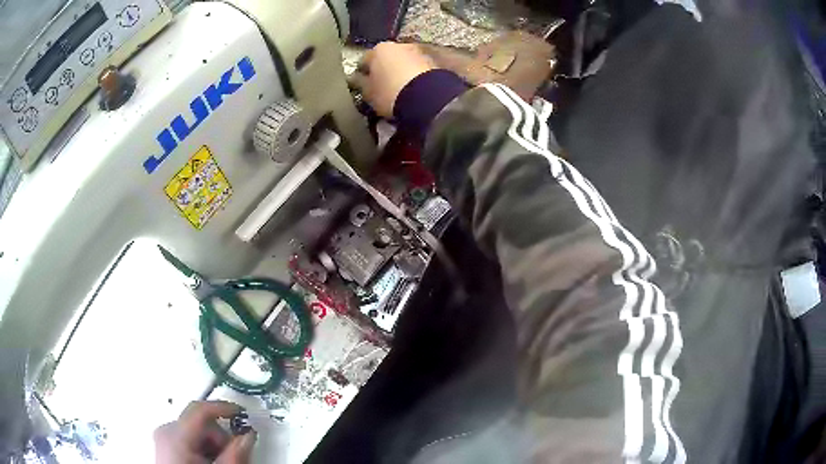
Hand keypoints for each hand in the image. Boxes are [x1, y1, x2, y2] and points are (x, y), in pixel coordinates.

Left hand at [154, 401, 256, 463]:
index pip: (199, 410)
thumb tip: (247, 435)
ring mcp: (162, 439)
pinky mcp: (164, 446)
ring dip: (212, 444)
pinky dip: (202, 448)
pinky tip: (208, 463)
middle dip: (220, 437)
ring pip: (195, 431)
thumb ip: (234, 454)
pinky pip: (187, 438)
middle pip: (200, 422)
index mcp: (175, 436)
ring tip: (219, 463)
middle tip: (232, 456)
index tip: (242, 413)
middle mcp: (165, 432)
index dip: (223, 408)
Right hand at [352, 42, 436, 117]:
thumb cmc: (390, 93)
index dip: (361, 74)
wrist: (427, 97)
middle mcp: (398, 45)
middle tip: (381, 88)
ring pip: (403, 62)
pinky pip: (417, 70)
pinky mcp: (434, 62)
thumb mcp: (368, 92)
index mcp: (378, 49)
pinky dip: (413, 77)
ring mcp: (418, 52)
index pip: (364, 60)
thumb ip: (360, 83)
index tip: (362, 86)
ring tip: (399, 91)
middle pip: (386, 58)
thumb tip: (356, 78)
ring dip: (400, 73)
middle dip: (383, 71)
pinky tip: (413, 90)